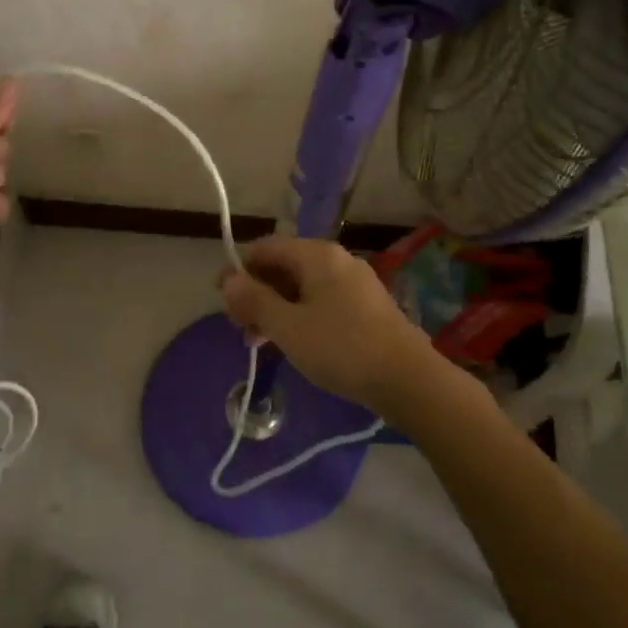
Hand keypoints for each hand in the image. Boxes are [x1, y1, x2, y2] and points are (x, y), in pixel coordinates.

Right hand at [218, 236, 435, 411]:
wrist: (406, 378)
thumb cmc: (340, 347)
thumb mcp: (287, 326)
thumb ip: (254, 300)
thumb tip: (228, 279)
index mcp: (316, 255)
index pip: (265, 248)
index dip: (238, 270)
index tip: (222, 300)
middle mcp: (336, 260)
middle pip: (283, 267)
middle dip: (256, 294)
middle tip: (239, 327)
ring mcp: (354, 283)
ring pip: (301, 287)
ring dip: (275, 309)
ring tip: (258, 342)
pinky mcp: (365, 307)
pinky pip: (321, 302)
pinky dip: (299, 316)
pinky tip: (291, 343)